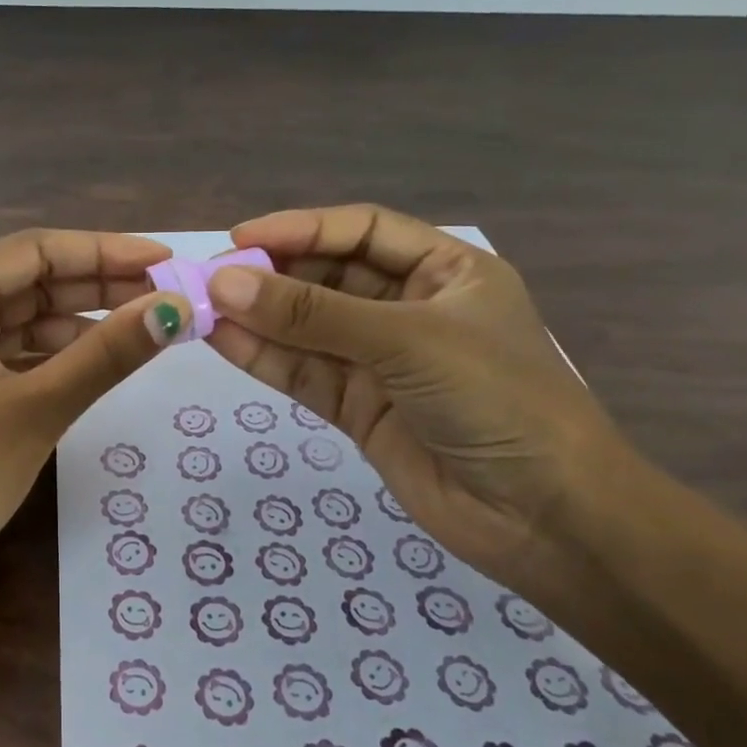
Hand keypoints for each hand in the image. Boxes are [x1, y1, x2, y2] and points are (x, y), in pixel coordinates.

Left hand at [0, 228, 189, 622]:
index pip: (36, 251)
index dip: (104, 250)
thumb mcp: (39, 408)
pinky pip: (10, 354)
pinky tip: (96, 363)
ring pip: (22, 320)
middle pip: (30, 282)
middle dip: (97, 286)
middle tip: (163, 295)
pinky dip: (52, 356)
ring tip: (142, 327)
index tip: (163, 260)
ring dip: (79, 323)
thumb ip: (108, 353)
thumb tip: (174, 308)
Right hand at [203, 205, 626, 598]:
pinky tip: (222, 341)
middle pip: (329, 278)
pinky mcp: (359, 408)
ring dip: (259, 318)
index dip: (303, 228)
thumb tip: (225, 284)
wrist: (544, 517)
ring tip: (202, 308)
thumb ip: (313, 315)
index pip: (363, 231)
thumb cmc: (498, 400)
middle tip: (213, 280)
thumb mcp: (408, 341)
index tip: (240, 239)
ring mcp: (381, 362)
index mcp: (445, 271)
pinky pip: (304, 373)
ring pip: (308, 329)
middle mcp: (410, 309)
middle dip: (274, 276)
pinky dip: (264, 358)